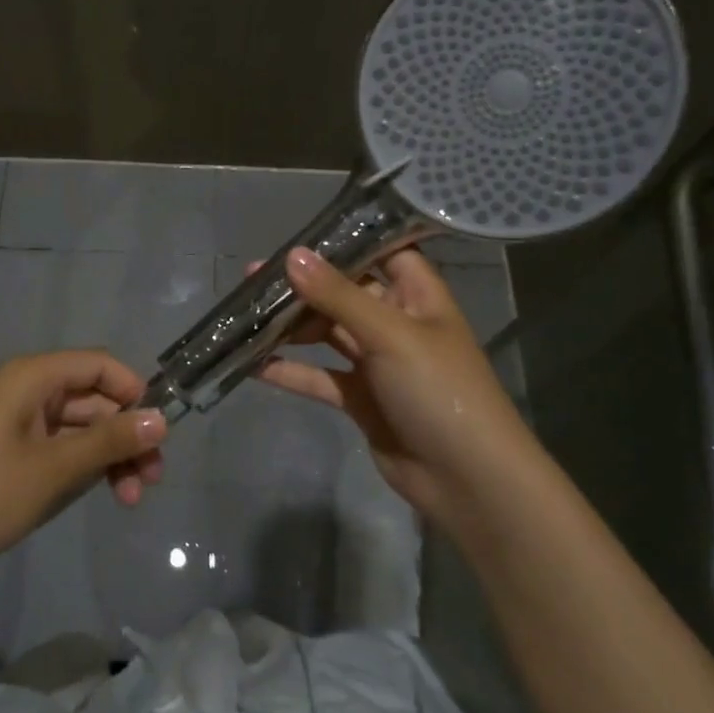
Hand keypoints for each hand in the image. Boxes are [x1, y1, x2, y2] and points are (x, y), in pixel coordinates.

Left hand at [0, 351, 166, 583]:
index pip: (98, 365)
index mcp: (30, 377)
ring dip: (107, 456)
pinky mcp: (5, 449)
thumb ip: (110, 441)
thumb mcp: (53, 469)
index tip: (158, 433)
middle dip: (124, 435)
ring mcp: (13, 420)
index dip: (133, 392)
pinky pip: (55, 445)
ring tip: (130, 498)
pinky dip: (80, 465)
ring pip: (77, 426)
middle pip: (91, 398)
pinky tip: (98, 493)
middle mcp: (23, 389)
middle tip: (151, 481)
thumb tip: (162, 419)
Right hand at [255, 247, 537, 527]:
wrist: (468, 480)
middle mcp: (396, 322)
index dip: (347, 239)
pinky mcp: (360, 398)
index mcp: (417, 296)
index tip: (299, 231)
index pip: (383, 251)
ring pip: (327, 333)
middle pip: (344, 292)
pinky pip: (320, 376)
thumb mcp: (391, 335)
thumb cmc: (440, 391)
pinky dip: (291, 370)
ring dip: (291, 326)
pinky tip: (253, 364)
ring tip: (245, 315)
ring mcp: (377, 362)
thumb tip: (292, 255)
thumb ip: (339, 296)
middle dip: (302, 285)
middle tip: (252, 277)